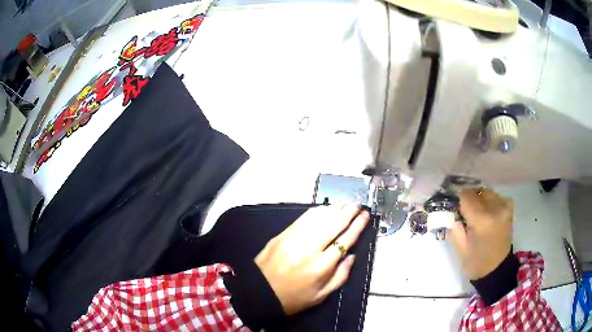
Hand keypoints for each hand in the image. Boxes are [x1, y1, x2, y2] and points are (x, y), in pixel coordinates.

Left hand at [255, 203, 369, 314]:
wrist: (259, 292)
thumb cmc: (293, 298)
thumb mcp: (321, 296)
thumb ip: (340, 276)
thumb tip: (352, 255)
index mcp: (322, 266)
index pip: (345, 240)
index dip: (357, 226)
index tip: (365, 216)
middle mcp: (310, 248)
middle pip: (334, 224)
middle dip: (348, 212)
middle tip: (358, 205)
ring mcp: (294, 239)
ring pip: (319, 218)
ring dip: (334, 209)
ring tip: (345, 204)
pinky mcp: (283, 234)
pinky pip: (303, 218)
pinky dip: (316, 211)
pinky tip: (324, 209)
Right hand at [448, 188, 513, 279]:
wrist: (497, 269)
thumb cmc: (476, 262)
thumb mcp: (460, 248)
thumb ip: (455, 227)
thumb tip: (451, 212)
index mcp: (482, 220)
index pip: (467, 197)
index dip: (458, 200)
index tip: (454, 206)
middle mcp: (496, 209)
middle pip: (478, 192)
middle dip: (470, 199)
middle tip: (464, 211)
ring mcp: (505, 207)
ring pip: (487, 192)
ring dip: (480, 199)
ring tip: (476, 212)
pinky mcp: (509, 209)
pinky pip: (497, 197)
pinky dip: (490, 202)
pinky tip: (487, 212)